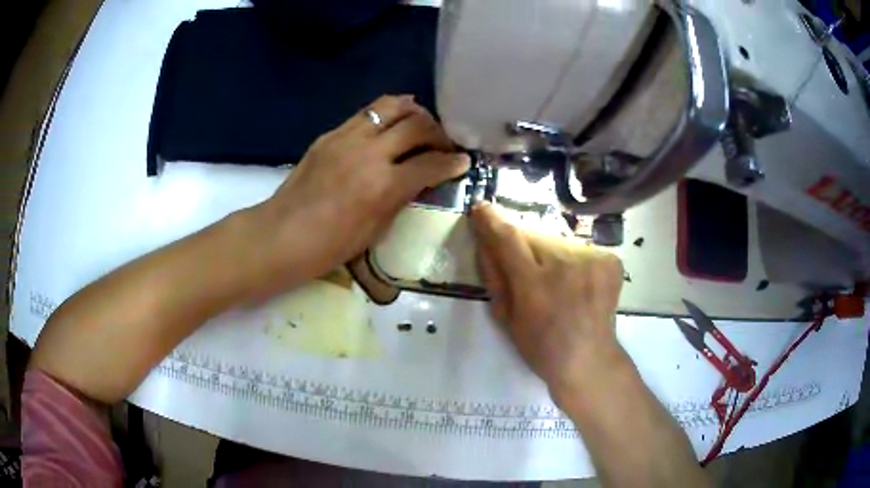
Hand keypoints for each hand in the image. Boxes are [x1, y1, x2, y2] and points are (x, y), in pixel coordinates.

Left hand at [262, 95, 469, 277]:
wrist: (282, 234)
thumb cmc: (330, 245)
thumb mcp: (376, 229)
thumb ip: (401, 198)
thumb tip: (419, 179)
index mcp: (383, 185)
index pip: (431, 163)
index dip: (453, 162)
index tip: (463, 161)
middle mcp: (369, 152)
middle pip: (417, 125)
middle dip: (438, 132)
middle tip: (443, 143)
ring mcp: (347, 137)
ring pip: (391, 106)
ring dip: (413, 112)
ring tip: (420, 123)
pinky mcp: (330, 133)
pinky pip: (366, 113)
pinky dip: (385, 114)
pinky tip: (389, 124)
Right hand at [470, 203, 626, 403]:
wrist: (589, 359)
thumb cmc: (541, 347)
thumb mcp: (506, 318)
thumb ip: (494, 276)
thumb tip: (484, 241)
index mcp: (535, 285)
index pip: (509, 238)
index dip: (491, 220)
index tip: (481, 208)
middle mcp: (566, 265)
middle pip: (533, 234)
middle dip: (522, 244)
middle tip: (525, 268)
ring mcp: (593, 260)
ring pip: (556, 239)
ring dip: (548, 252)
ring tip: (555, 281)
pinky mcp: (610, 259)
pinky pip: (579, 247)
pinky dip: (572, 260)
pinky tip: (577, 282)